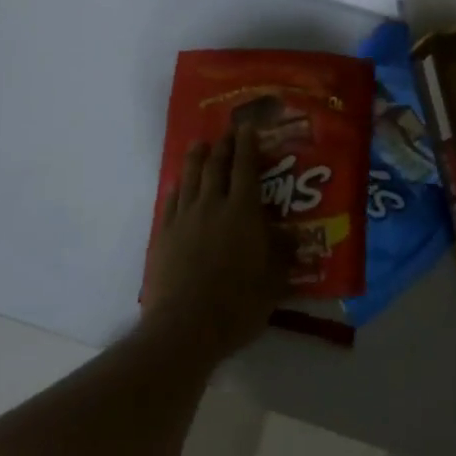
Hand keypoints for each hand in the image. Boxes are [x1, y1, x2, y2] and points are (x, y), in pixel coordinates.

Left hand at [142, 125, 288, 360]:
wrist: (185, 327)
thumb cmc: (237, 304)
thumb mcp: (274, 282)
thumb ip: (282, 254)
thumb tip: (292, 234)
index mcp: (242, 212)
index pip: (245, 168)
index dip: (247, 145)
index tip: (247, 128)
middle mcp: (212, 205)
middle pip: (216, 166)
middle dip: (223, 145)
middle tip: (227, 132)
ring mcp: (183, 218)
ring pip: (190, 178)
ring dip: (196, 158)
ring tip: (199, 145)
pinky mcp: (163, 235)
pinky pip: (170, 201)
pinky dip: (177, 187)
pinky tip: (178, 185)